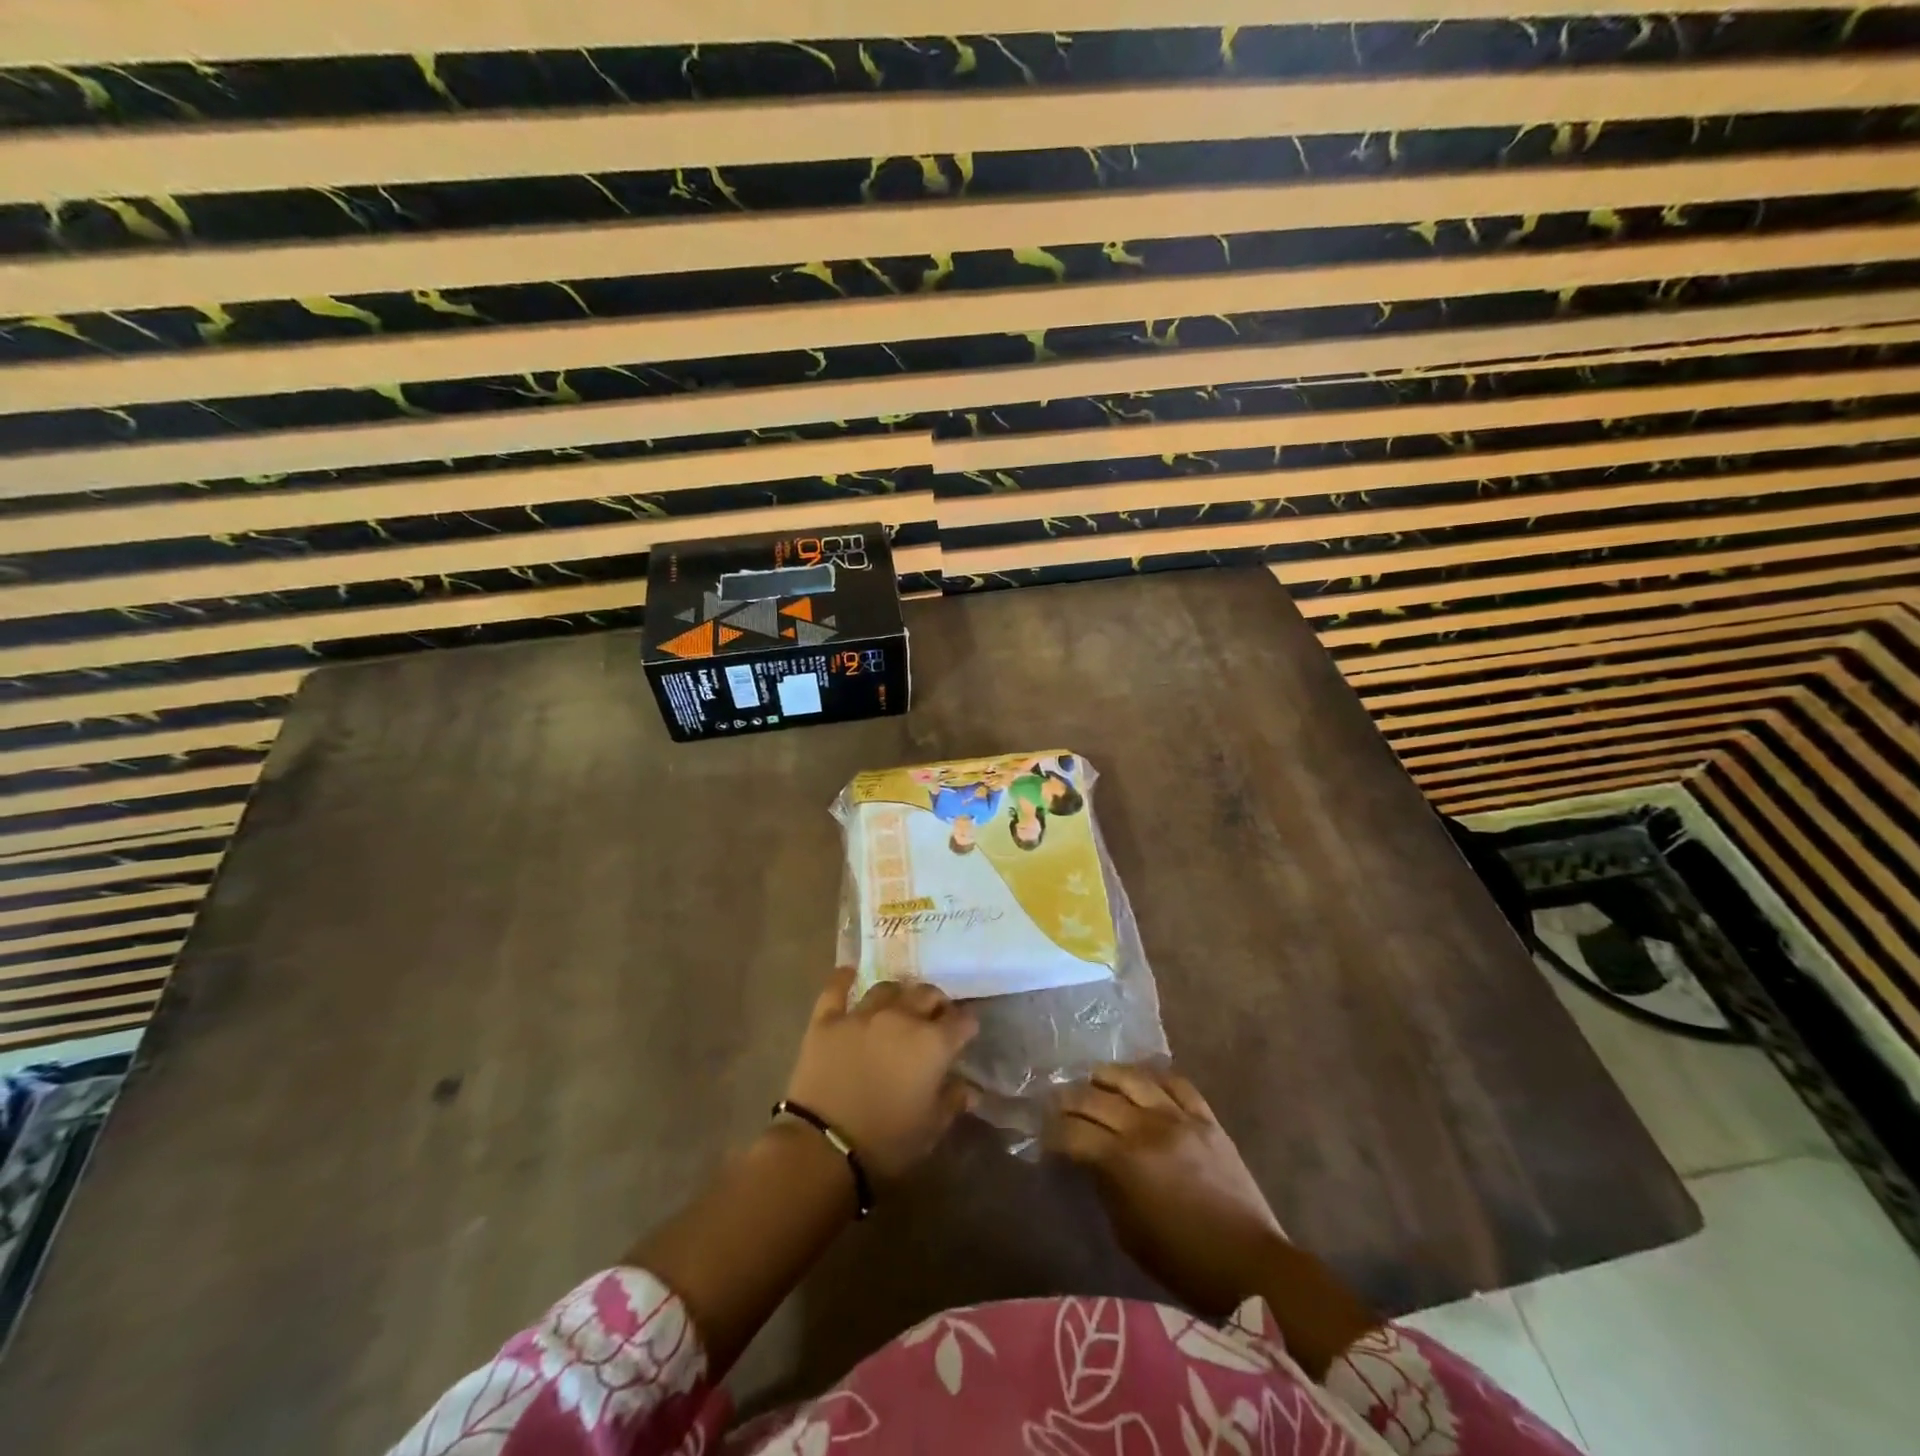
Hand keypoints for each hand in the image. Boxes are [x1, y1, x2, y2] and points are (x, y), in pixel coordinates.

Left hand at [784, 969, 978, 1178]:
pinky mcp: (827, 1019)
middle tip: (935, 1015)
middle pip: (926, 994)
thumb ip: (952, 1101)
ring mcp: (862, 1014)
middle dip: (936, 1002)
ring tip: (899, 1002)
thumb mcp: (930, 1129)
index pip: (961, 1021)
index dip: (967, 1024)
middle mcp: (901, 1017)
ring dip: (899, 993)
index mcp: (932, 1043)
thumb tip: (971, 1089)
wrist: (824, 1146)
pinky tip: (849, 971)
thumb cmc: (886, 1142)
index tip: (966, 1031)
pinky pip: (836, 989)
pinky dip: (844, 978)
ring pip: (887, 988)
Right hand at [1047, 1064, 1283, 1315]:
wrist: (1250, 1265)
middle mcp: (1147, 1128)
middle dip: (1069, 1100)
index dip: (1053, 1132)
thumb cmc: (1183, 1262)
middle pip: (1096, 1099)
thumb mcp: (1129, 1232)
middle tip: (1057, 1103)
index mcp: (1124, 1161)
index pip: (1074, 1133)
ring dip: (1107, 1076)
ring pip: (1134, 1078)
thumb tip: (1089, 1159)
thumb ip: (1105, 1186)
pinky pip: (1176, 1082)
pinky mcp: (1206, 1118)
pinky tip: (1142, 1079)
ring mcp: (1179, 1117)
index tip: (1044, 1135)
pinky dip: (1154, 1075)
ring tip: (1094, 1080)